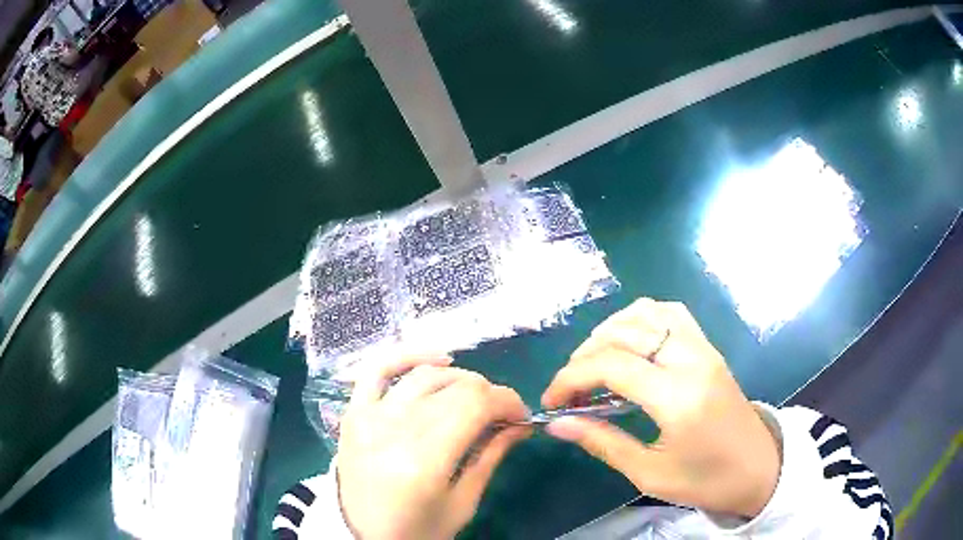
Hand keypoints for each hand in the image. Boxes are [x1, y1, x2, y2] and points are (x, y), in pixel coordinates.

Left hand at [337, 357, 530, 538]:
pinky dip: (408, 356)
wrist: (361, 534)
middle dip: (490, 394)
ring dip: (460, 379)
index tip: (522, 415)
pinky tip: (437, 360)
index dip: (507, 401)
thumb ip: (491, 456)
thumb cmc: (417, 529)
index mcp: (425, 460)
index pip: (476, 405)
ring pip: (426, 375)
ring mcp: (369, 415)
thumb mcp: (462, 502)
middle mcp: (394, 428)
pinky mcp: (353, 412)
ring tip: (474, 398)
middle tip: (502, 415)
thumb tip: (520, 423)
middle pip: (456, 387)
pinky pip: (378, 369)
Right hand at [541, 298, 779, 517]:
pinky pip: (671, 313)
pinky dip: (642, 318)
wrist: (757, 468)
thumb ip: (602, 442)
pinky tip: (631, 343)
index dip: (570, 378)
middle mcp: (692, 360)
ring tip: (595, 362)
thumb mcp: (650, 473)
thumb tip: (558, 425)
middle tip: (570, 388)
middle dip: (584, 355)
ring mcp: (704, 348)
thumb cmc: (705, 480)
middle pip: (624, 333)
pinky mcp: (710, 347)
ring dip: (611, 330)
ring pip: (647, 312)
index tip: (551, 402)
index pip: (611, 366)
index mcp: (678, 398)